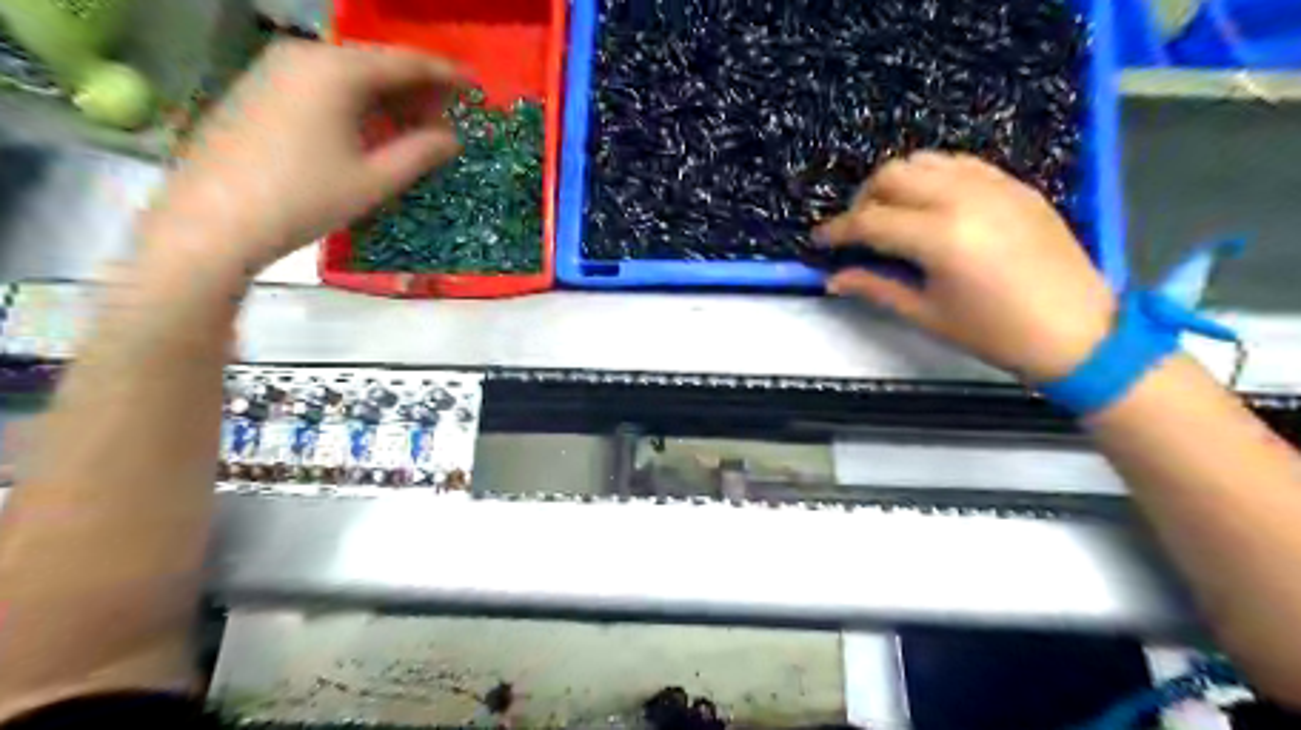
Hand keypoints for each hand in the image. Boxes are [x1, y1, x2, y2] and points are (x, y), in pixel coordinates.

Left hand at [148, 41, 462, 275]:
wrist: (213, 219)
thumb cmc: (305, 197)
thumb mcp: (375, 179)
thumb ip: (420, 152)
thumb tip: (452, 138)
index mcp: (336, 70)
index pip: (405, 62)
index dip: (444, 74)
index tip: (475, 85)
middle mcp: (305, 56)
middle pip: (375, 64)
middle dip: (416, 90)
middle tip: (448, 118)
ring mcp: (276, 70)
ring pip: (348, 76)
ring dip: (387, 100)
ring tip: (415, 130)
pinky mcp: (259, 91)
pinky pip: (323, 87)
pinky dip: (356, 105)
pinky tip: (371, 132)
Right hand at [817, 151, 1111, 385]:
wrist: (1077, 330)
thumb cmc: (995, 333)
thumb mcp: (927, 315)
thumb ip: (876, 288)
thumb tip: (834, 279)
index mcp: (940, 237)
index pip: (870, 220)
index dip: (838, 231)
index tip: (819, 241)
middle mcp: (963, 198)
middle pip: (892, 176)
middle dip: (862, 200)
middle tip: (856, 230)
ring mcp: (993, 185)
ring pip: (923, 160)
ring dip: (894, 182)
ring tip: (889, 213)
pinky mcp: (1014, 184)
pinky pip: (958, 163)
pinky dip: (931, 176)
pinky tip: (928, 203)